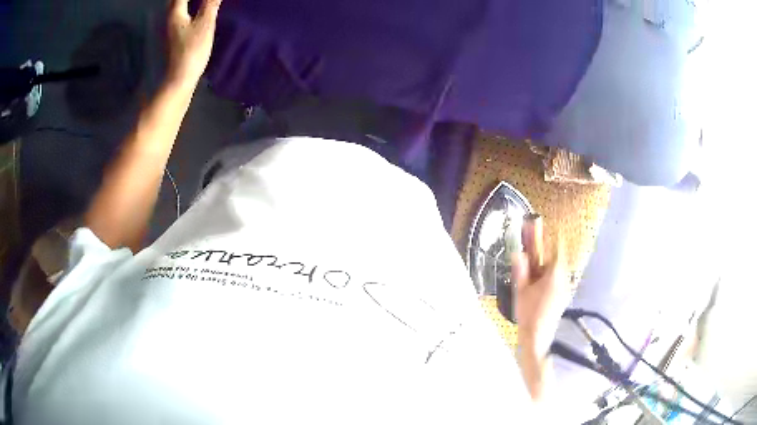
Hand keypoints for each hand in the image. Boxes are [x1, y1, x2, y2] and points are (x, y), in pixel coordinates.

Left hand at [166, 0, 222, 88]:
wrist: (180, 77)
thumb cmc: (192, 50)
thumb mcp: (205, 24)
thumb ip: (210, 4)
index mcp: (176, 13)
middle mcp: (170, 18)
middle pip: (174, 1)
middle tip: (200, 0)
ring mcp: (171, 28)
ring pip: (176, 7)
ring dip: (184, 1)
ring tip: (196, 2)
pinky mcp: (174, 36)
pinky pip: (179, 15)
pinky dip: (186, 7)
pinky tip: (195, 9)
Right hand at [512, 217, 569, 360]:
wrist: (538, 337)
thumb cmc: (528, 312)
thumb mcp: (520, 289)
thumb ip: (521, 269)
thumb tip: (519, 252)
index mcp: (555, 272)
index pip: (557, 246)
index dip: (548, 236)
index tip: (538, 227)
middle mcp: (564, 277)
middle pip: (556, 257)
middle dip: (543, 254)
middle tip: (529, 256)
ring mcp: (566, 287)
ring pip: (557, 269)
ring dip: (545, 266)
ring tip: (532, 275)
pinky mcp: (564, 296)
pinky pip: (558, 279)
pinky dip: (549, 277)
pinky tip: (538, 287)